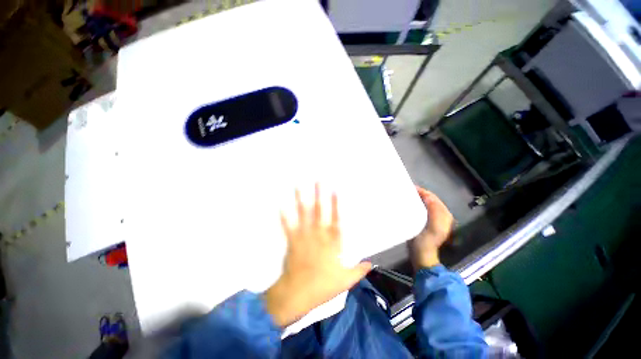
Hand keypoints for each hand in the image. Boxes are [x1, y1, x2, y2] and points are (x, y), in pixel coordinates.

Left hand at [263, 184, 371, 327]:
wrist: (298, 295)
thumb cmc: (322, 286)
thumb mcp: (346, 281)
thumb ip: (359, 270)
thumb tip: (372, 264)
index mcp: (332, 242)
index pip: (336, 219)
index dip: (336, 204)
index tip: (335, 190)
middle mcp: (318, 234)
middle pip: (319, 211)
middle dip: (319, 194)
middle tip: (318, 180)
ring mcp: (304, 236)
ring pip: (303, 214)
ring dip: (301, 199)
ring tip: (299, 186)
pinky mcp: (292, 241)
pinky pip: (288, 226)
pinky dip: (284, 216)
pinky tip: (281, 205)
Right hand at [411, 187, 454, 268]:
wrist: (423, 257)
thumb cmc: (427, 243)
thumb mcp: (434, 228)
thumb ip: (434, 212)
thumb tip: (428, 197)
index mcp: (444, 215)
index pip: (433, 198)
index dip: (423, 192)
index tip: (410, 187)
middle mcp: (441, 215)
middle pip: (430, 200)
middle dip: (419, 194)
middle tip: (406, 190)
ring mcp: (433, 220)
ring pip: (425, 204)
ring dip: (417, 199)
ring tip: (405, 195)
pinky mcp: (425, 223)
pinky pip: (421, 209)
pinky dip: (415, 205)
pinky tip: (407, 205)